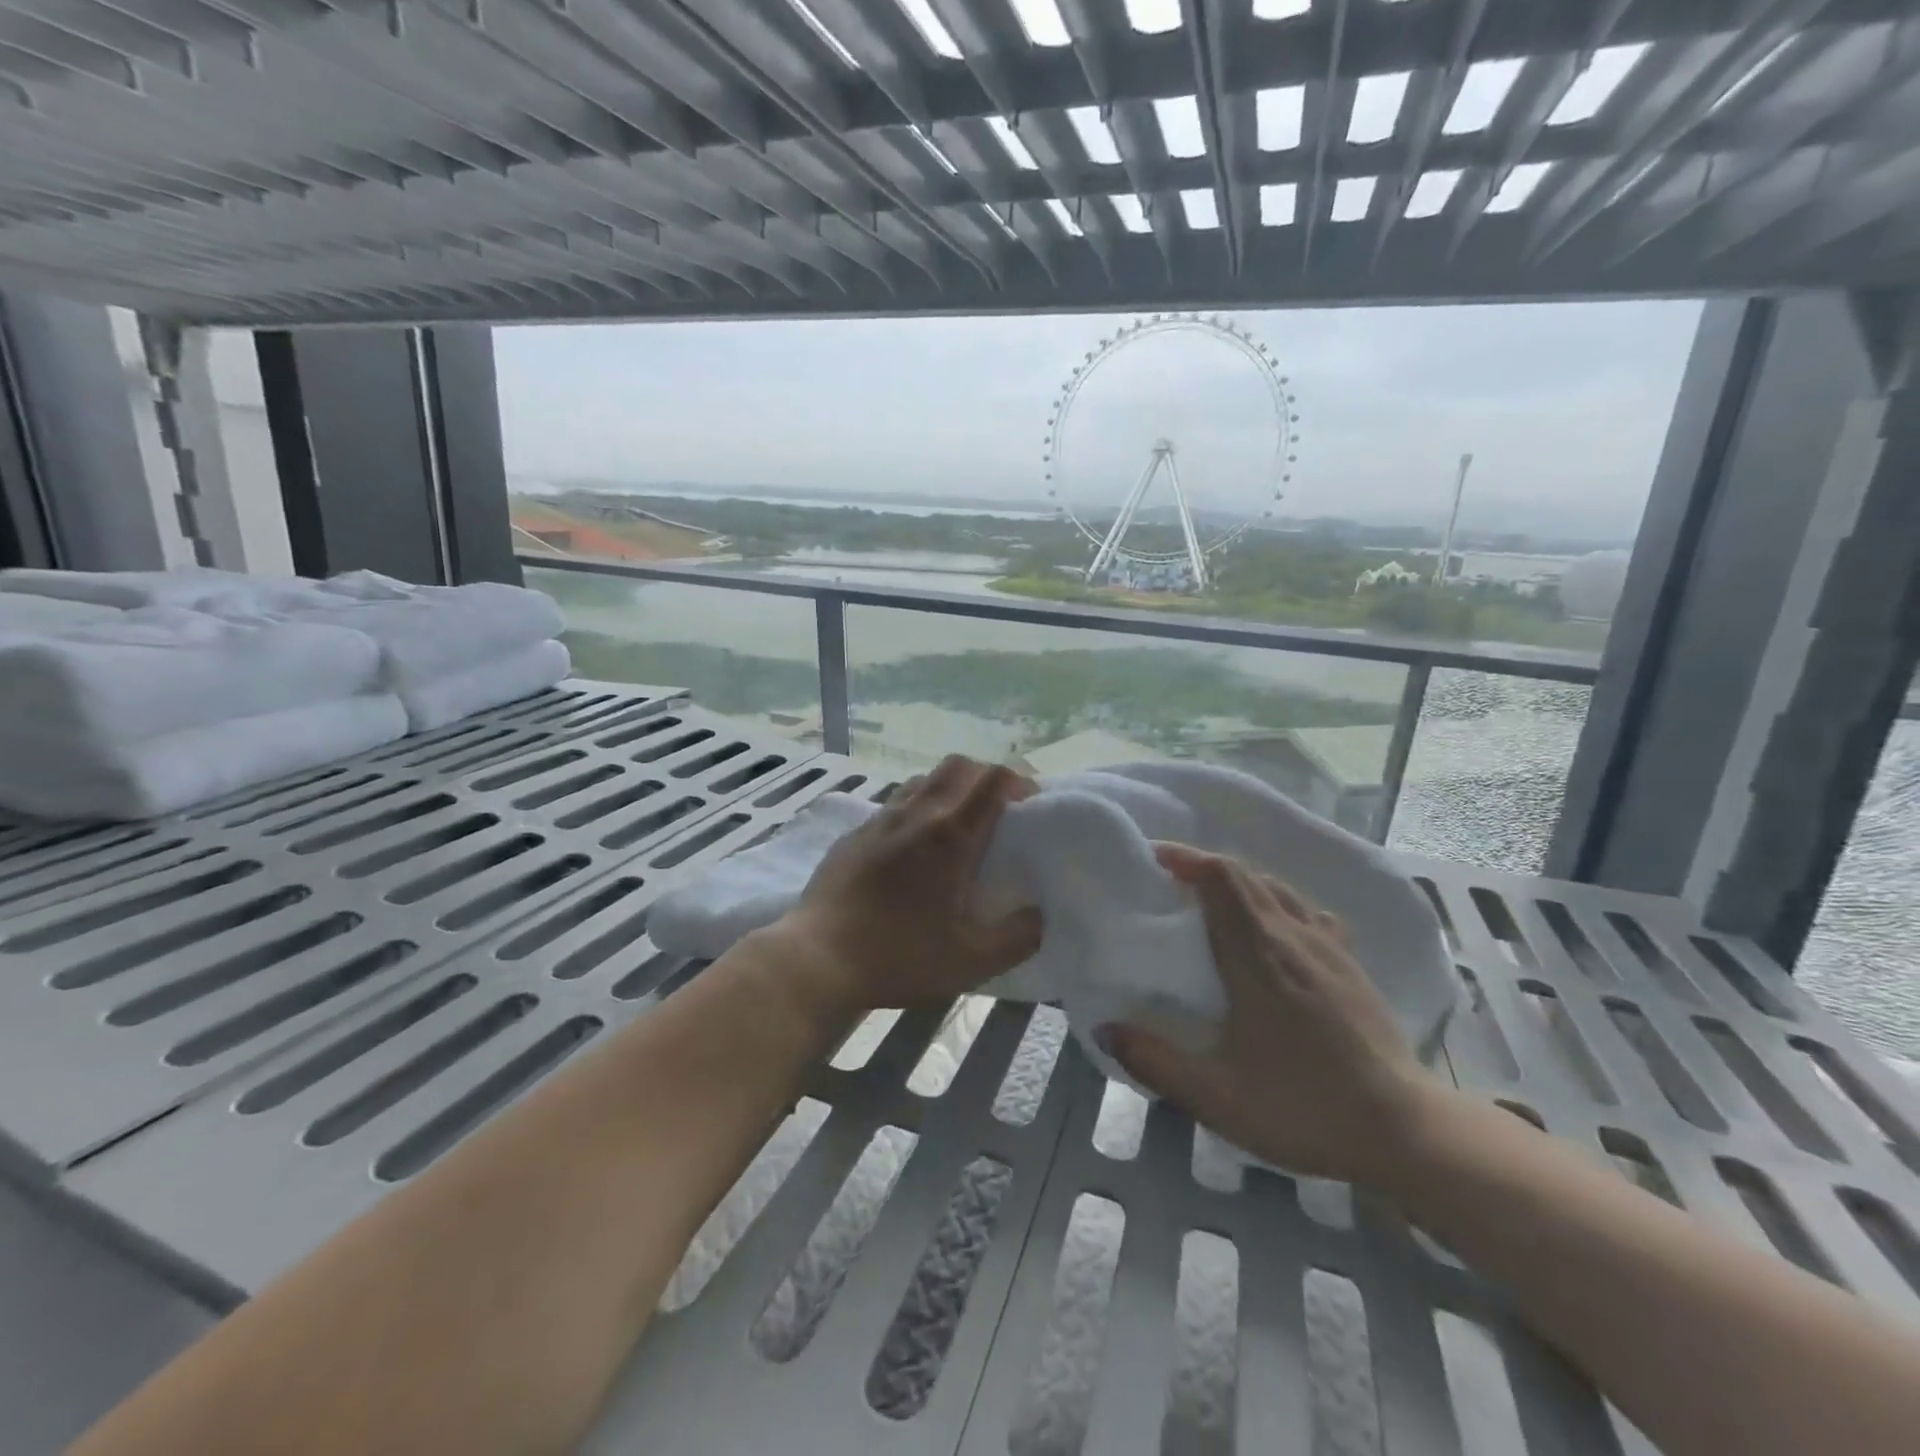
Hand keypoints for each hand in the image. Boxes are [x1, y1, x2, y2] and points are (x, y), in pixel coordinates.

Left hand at [769, 756, 1042, 1012]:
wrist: (817, 958)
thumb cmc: (899, 956)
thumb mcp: (972, 961)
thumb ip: (1018, 937)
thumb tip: (1038, 914)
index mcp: (950, 835)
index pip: (992, 779)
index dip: (1019, 781)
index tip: (1030, 805)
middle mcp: (916, 813)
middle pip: (958, 765)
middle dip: (986, 777)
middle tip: (998, 811)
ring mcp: (880, 820)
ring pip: (924, 780)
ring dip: (950, 790)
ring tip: (957, 827)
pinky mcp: (854, 834)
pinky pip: (894, 804)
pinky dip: (917, 810)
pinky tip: (913, 850)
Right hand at [1102, 843, 1443, 1188]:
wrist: (1404, 1132)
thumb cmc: (1304, 1107)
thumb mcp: (1216, 1097)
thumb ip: (1155, 1061)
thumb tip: (1105, 1028)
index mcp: (1257, 954)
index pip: (1221, 878)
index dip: (1186, 858)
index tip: (1153, 860)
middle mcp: (1293, 935)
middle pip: (1246, 874)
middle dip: (1203, 865)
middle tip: (1170, 880)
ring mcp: (1328, 946)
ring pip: (1276, 887)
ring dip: (1238, 881)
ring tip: (1210, 901)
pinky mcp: (1350, 963)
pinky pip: (1305, 909)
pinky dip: (1274, 901)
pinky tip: (1270, 928)